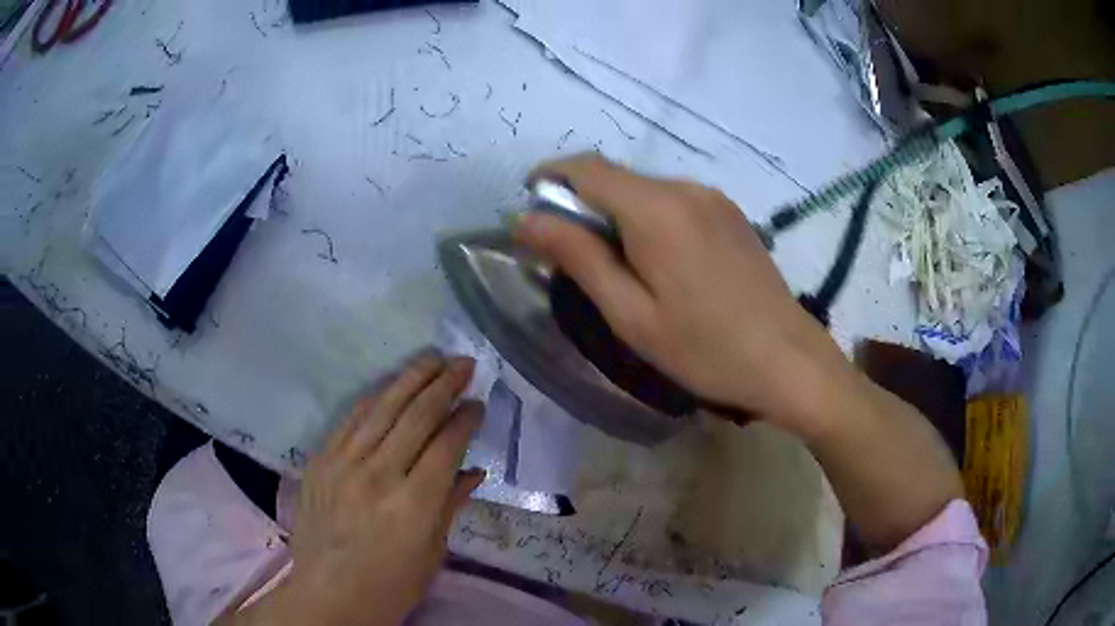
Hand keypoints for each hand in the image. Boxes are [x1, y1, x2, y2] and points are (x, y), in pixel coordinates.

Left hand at [237, 354, 484, 625]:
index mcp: (414, 504)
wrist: (328, 593)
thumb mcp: (432, 553)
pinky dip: (373, 397)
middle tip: (463, 363)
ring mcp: (344, 464)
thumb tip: (475, 470)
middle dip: (444, 385)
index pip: (445, 445)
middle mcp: (379, 475)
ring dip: (410, 379)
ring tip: (432, 357)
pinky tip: (389, 385)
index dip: (465, 418)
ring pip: (382, 408)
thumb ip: (451, 504)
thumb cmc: (390, 584)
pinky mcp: (321, 460)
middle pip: (416, 416)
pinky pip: (350, 419)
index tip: (478, 402)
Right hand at [516, 154, 848, 435]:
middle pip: (615, 178)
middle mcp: (685, 188)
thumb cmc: (705, 349)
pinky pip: (674, 202)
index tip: (530, 209)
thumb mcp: (631, 313)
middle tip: (570, 257)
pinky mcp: (730, 213)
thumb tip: (525, 219)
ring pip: (644, 190)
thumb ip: (578, 257)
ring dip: (616, 214)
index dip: (550, 178)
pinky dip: (648, 219)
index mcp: (656, 208)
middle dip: (581, 203)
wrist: (788, 361)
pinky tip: (660, 264)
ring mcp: (713, 198)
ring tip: (619, 269)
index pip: (586, 168)